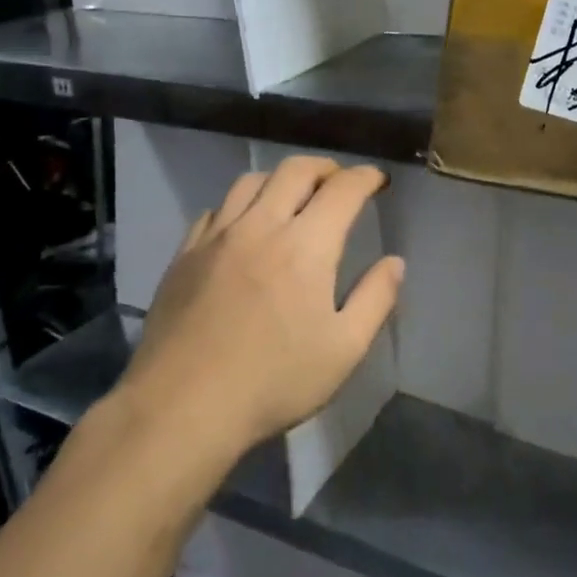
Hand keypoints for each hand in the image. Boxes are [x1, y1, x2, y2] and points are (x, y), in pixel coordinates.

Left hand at [114, 156, 404, 459]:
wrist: (181, 408)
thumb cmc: (274, 382)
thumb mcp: (344, 350)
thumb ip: (375, 299)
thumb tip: (395, 262)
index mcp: (306, 246)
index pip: (343, 189)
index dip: (366, 178)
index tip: (378, 180)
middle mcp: (261, 226)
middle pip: (295, 171)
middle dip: (326, 168)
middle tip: (340, 182)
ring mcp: (217, 237)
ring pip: (251, 182)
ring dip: (281, 180)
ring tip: (293, 197)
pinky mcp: (184, 255)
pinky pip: (216, 210)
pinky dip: (240, 205)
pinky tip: (244, 228)